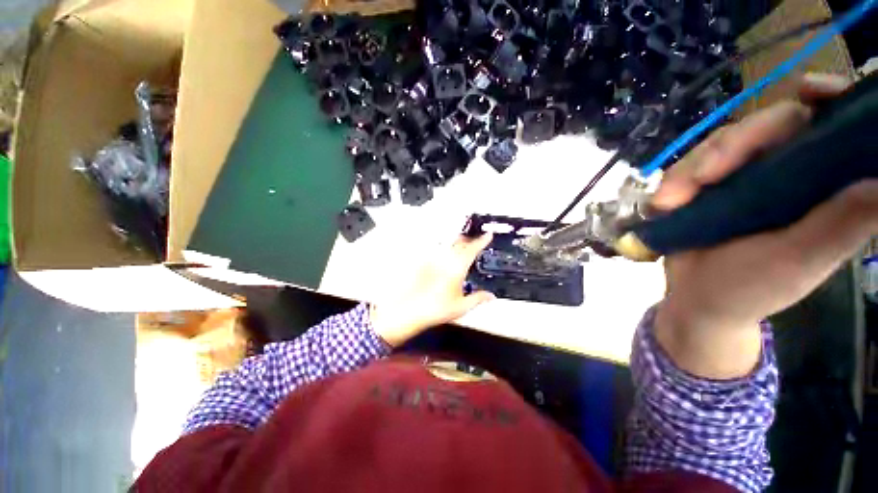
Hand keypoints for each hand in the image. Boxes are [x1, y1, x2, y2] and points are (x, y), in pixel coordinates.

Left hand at [369, 233, 495, 346]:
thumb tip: (490, 296)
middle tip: (476, 241)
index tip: (487, 234)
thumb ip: (478, 299)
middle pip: (460, 242)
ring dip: (457, 243)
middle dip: (469, 240)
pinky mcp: (423, 263)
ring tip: (462, 248)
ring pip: (448, 245)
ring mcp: (433, 260)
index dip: (482, 240)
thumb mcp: (462, 306)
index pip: (473, 249)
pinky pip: (437, 252)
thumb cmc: (435, 309)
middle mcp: (445, 260)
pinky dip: (444, 251)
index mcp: (457, 267)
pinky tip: (444, 258)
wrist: (411, 310)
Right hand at [652, 73, 877, 378]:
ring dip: (690, 169)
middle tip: (703, 176)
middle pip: (767, 126)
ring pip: (719, 144)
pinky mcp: (703, 187)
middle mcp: (784, 172)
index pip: (829, 126)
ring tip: (670, 201)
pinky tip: (663, 204)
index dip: (825, 100)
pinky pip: (686, 167)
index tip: (807, 92)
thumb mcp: (799, 260)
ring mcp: (740, 178)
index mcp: (819, 186)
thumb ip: (843, 222)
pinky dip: (672, 182)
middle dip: (732, 145)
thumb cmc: (751, 289)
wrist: (696, 300)